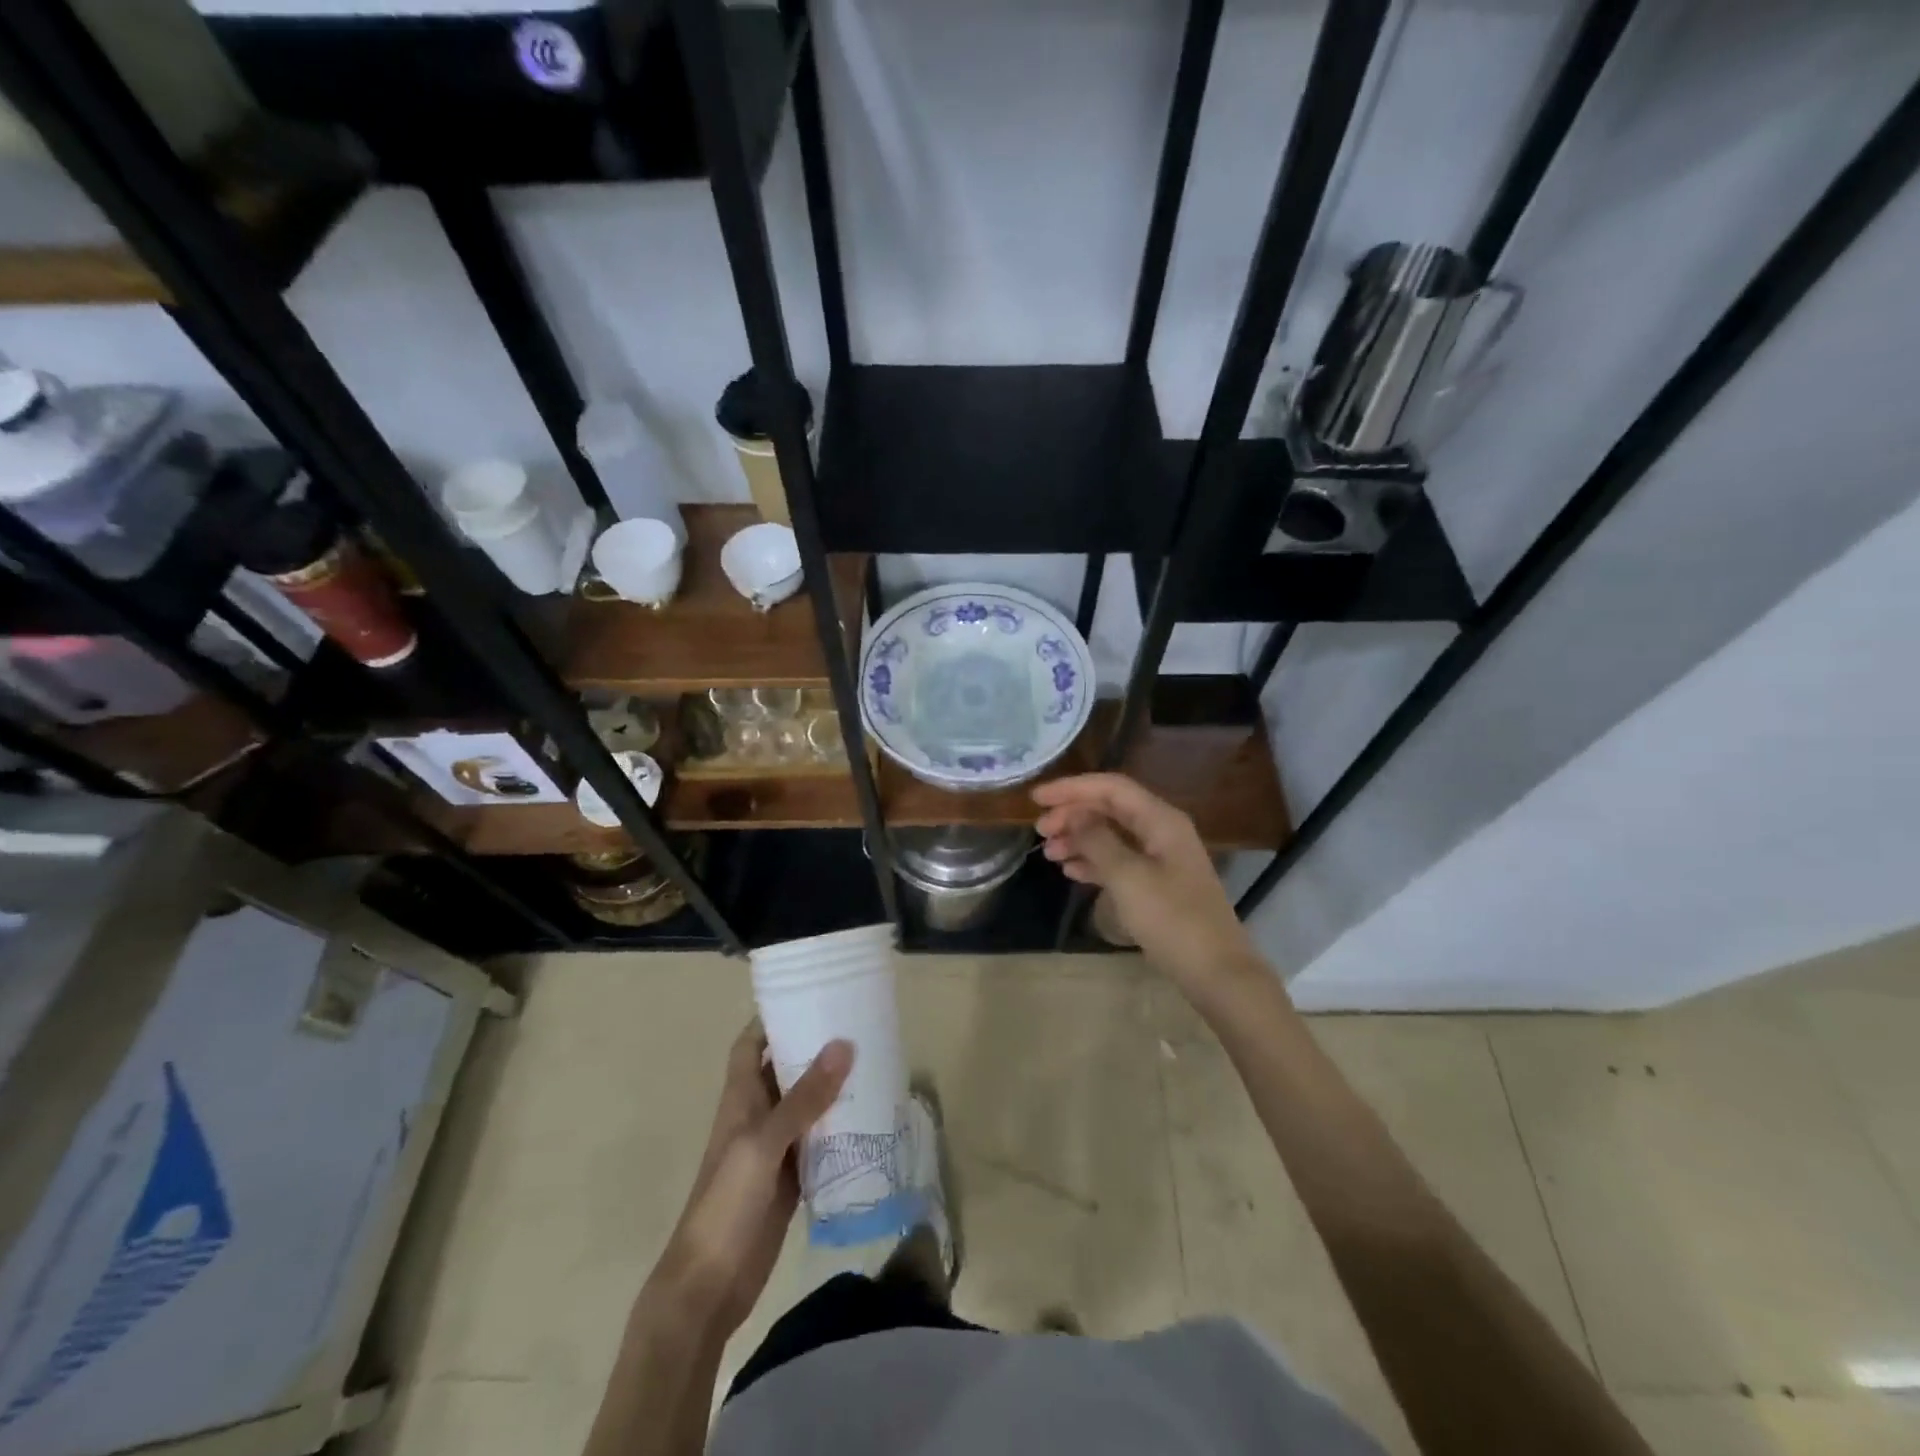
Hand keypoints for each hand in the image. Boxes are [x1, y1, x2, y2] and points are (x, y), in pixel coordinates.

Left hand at [649, 1021, 851, 1336]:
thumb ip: (804, 1097)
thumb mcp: (764, 1143)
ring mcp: (774, 1148)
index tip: (809, 996)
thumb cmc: (726, 1203)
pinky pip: (818, 1140)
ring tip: (873, 1061)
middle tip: (858, 1024)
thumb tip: (844, 1044)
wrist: (709, 1286)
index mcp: (740, 1098)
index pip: (752, 1043)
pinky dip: (839, 1126)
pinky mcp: (790, 1177)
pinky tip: (869, 1116)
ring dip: (832, 1086)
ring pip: (806, 1104)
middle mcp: (757, 1115)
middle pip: (784, 1069)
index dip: (773, 1018)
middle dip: (814, 1047)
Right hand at [1034, 773, 1258, 990]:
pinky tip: (1071, 871)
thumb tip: (1073, 814)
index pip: (1110, 787)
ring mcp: (1162, 858)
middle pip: (1110, 808)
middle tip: (1040, 831)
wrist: (1216, 971)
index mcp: (1160, 820)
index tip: (1036, 799)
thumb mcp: (1128, 877)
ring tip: (1050, 853)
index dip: (1071, 788)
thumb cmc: (1172, 919)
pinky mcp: (1158, 883)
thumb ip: (1097, 841)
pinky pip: (1119, 860)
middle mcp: (1162, 830)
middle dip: (1073, 814)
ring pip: (1112, 834)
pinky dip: (1094, 861)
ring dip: (1079, 839)